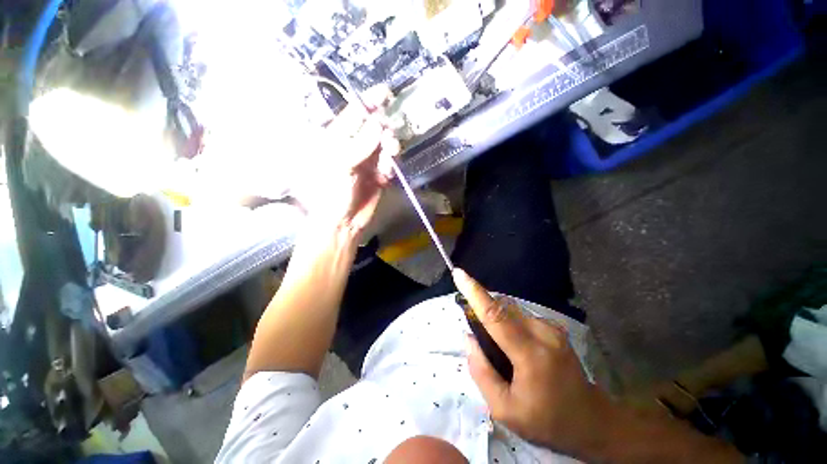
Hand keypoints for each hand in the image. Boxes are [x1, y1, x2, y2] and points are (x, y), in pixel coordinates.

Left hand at [293, 86, 399, 237]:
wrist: (343, 221)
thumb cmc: (332, 192)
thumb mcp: (341, 164)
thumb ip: (360, 142)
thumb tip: (379, 122)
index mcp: (337, 138)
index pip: (354, 113)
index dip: (369, 101)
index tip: (386, 92)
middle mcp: (354, 145)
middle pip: (375, 127)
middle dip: (385, 130)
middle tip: (388, 139)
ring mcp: (368, 160)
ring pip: (385, 144)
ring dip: (390, 149)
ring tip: (389, 159)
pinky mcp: (378, 174)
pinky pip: (390, 163)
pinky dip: (390, 167)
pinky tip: (385, 175)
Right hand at [452, 268, 609, 456]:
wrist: (592, 421)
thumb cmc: (547, 421)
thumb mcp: (504, 409)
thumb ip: (481, 371)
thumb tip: (469, 337)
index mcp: (531, 355)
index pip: (495, 315)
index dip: (475, 292)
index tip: (459, 273)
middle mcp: (543, 333)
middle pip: (501, 307)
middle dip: (483, 309)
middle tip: (478, 334)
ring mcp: (552, 328)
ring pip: (510, 310)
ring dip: (496, 319)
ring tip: (499, 347)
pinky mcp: (554, 327)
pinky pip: (520, 316)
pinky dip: (508, 323)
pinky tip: (513, 346)